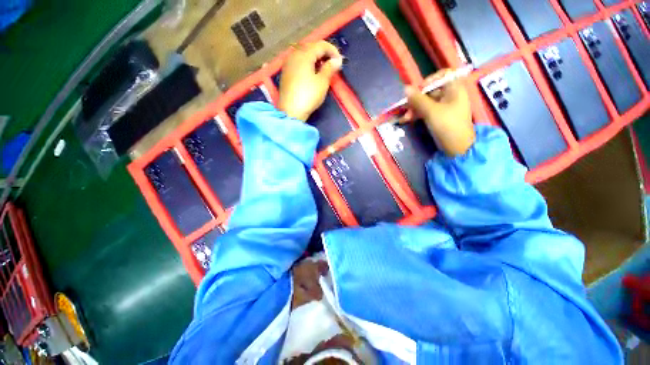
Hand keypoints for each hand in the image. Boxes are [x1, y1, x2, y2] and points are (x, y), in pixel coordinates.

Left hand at [278, 41, 342, 120]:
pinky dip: (307, 63)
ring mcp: (288, 63)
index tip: (340, 61)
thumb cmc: (308, 96)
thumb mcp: (322, 82)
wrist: (291, 111)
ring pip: (304, 54)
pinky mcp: (286, 72)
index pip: (321, 45)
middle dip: (324, 53)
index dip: (333, 50)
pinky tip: (312, 72)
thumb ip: (330, 68)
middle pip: (311, 47)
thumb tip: (336, 60)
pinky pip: (298, 61)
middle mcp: (294, 54)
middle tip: (333, 64)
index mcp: (304, 54)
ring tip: (323, 68)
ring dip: (315, 58)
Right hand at [403, 69, 474, 155]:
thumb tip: (405, 88)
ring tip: (404, 118)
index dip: (430, 80)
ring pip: (426, 102)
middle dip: (416, 99)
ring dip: (414, 109)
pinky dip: (417, 114)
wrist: (457, 148)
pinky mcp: (438, 117)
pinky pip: (426, 111)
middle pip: (431, 90)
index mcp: (454, 89)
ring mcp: (444, 107)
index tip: (419, 89)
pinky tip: (406, 120)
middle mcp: (450, 95)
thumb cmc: (448, 126)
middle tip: (406, 107)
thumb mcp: (431, 111)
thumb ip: (418, 99)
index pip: (443, 75)